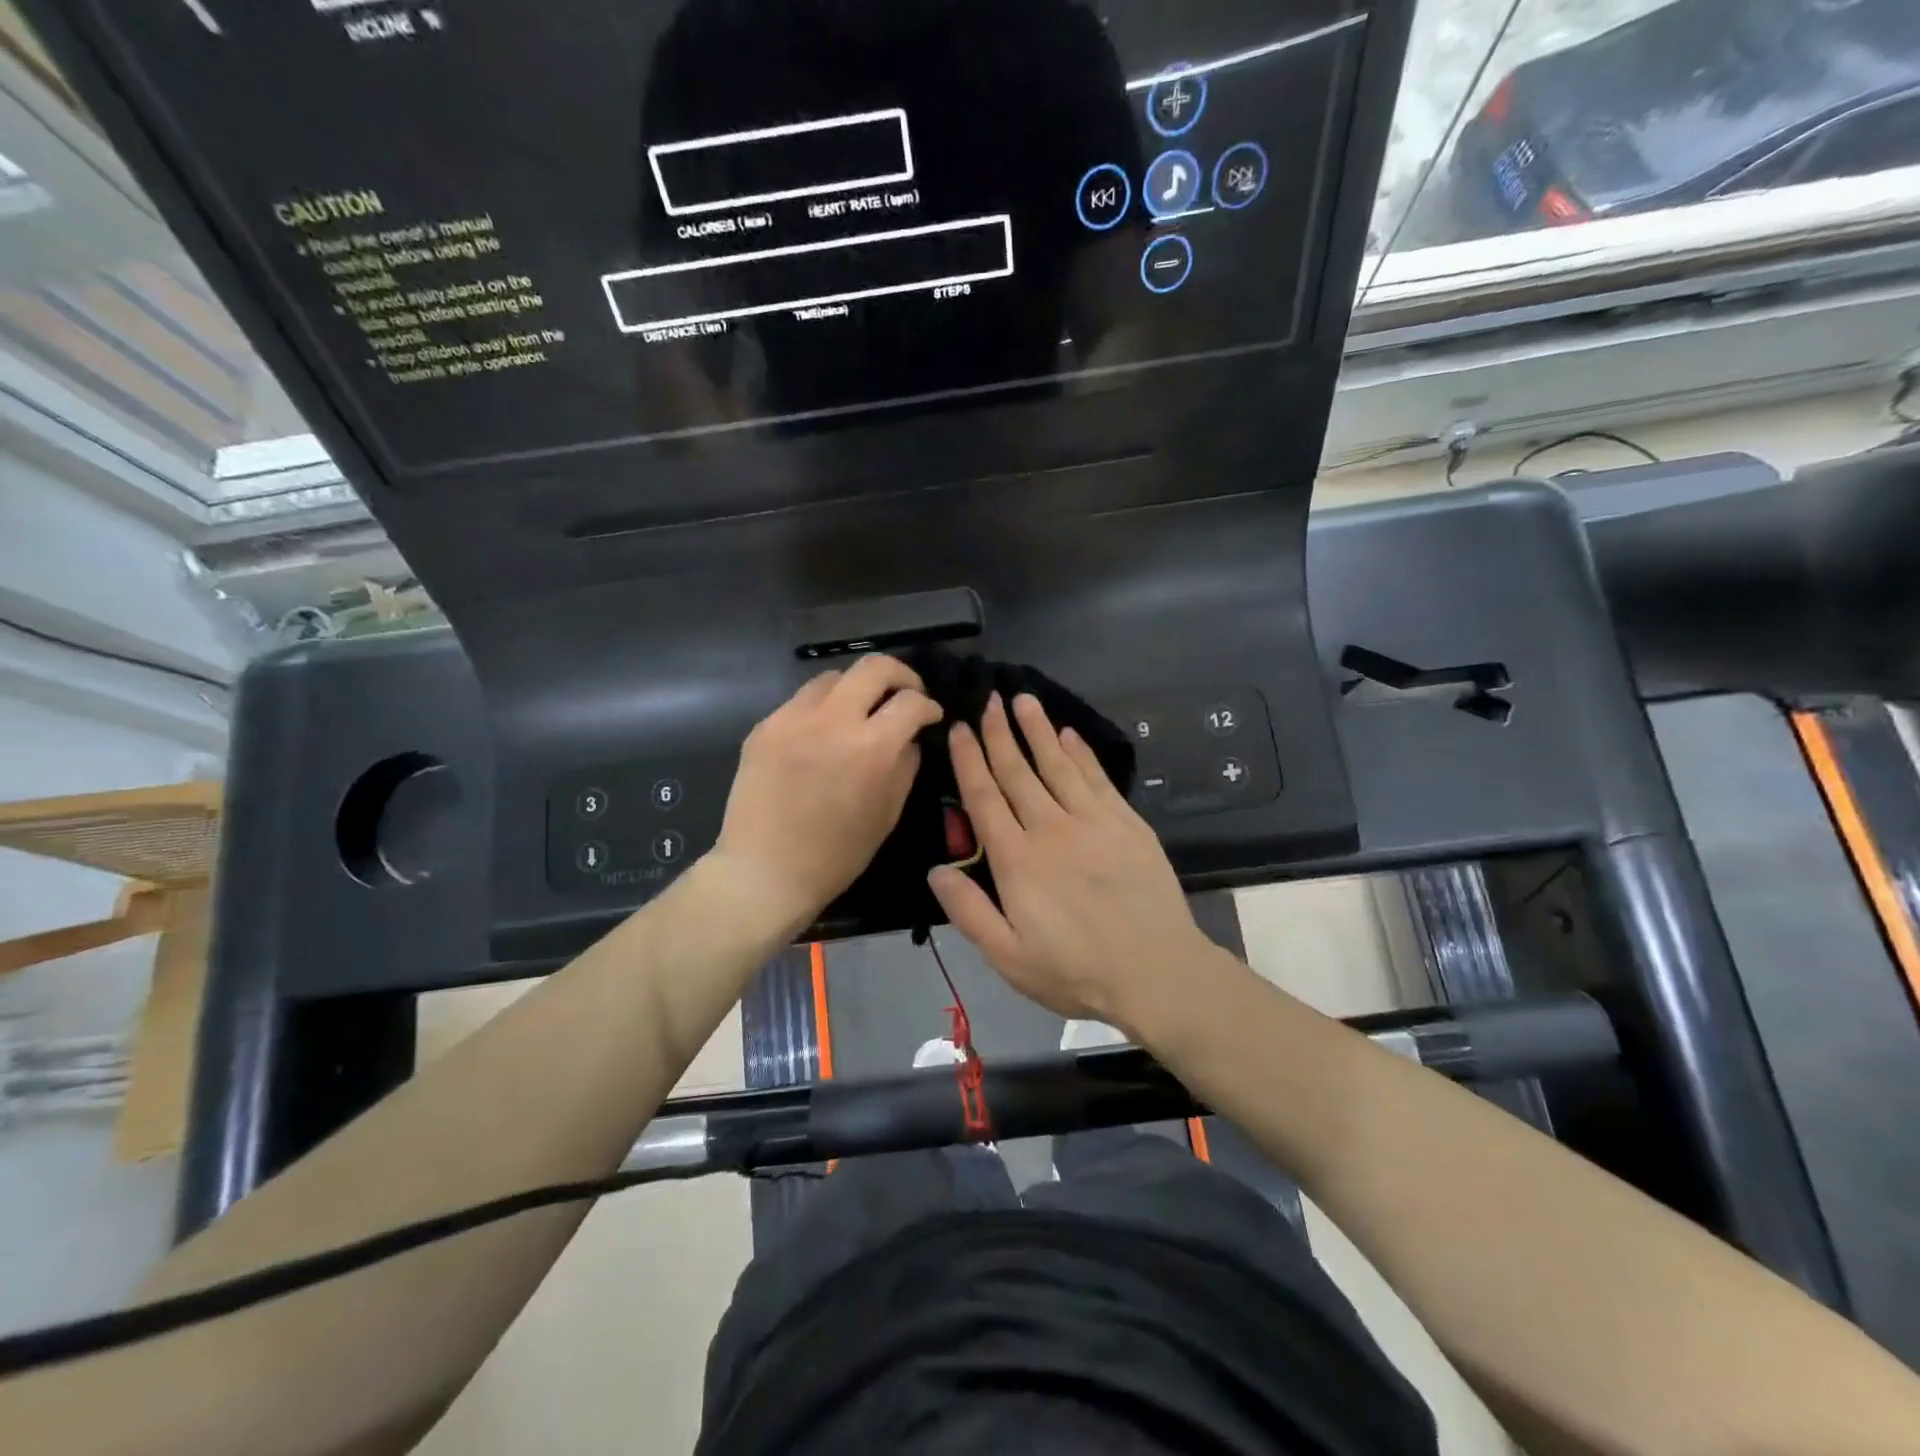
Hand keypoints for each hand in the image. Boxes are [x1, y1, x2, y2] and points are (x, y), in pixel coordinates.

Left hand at [714, 656, 943, 934]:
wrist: (765, 871)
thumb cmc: (836, 855)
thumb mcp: (887, 814)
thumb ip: (905, 767)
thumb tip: (909, 739)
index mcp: (870, 747)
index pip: (911, 701)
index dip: (929, 705)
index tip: (931, 715)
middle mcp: (832, 720)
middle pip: (874, 667)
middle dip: (900, 675)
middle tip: (905, 693)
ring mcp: (792, 718)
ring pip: (833, 677)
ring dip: (856, 687)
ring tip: (861, 710)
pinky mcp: (764, 727)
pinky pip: (801, 701)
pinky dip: (822, 708)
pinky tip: (823, 734)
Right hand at [928, 693, 1217, 1035]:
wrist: (1156, 972)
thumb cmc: (1075, 970)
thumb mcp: (1008, 957)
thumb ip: (969, 911)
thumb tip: (935, 869)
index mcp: (1017, 860)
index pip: (985, 797)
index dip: (969, 759)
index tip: (960, 726)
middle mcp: (1050, 828)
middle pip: (1018, 772)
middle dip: (999, 733)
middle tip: (988, 698)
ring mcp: (1092, 821)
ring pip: (1057, 764)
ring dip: (1038, 730)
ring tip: (1023, 699)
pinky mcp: (1126, 822)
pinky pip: (1097, 777)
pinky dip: (1080, 753)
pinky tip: (1069, 734)